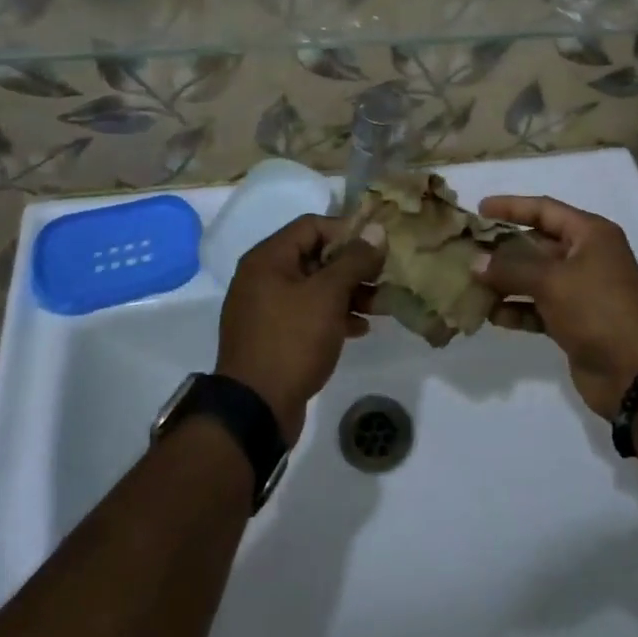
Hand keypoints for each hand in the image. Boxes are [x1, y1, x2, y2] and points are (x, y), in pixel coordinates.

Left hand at [214, 215, 385, 443]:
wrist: (255, 411)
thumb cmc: (292, 340)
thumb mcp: (328, 295)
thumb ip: (354, 260)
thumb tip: (376, 230)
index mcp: (267, 258)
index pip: (312, 226)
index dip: (347, 231)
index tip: (376, 246)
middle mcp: (262, 277)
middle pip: (314, 256)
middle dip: (352, 266)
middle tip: (383, 276)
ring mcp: (265, 309)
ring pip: (314, 288)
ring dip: (347, 292)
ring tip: (380, 305)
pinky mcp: (273, 337)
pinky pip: (307, 314)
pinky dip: (333, 315)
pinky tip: (360, 328)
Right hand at [474, 196, 637, 419]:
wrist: (635, 372)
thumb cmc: (597, 309)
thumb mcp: (552, 281)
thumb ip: (510, 269)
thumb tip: (475, 262)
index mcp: (590, 234)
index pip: (545, 209)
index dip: (512, 206)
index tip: (480, 208)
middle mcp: (586, 256)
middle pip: (537, 243)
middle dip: (503, 248)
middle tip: (468, 249)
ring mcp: (581, 290)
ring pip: (535, 277)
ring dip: (506, 281)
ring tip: (471, 283)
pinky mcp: (574, 321)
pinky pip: (539, 307)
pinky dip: (517, 308)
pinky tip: (491, 314)